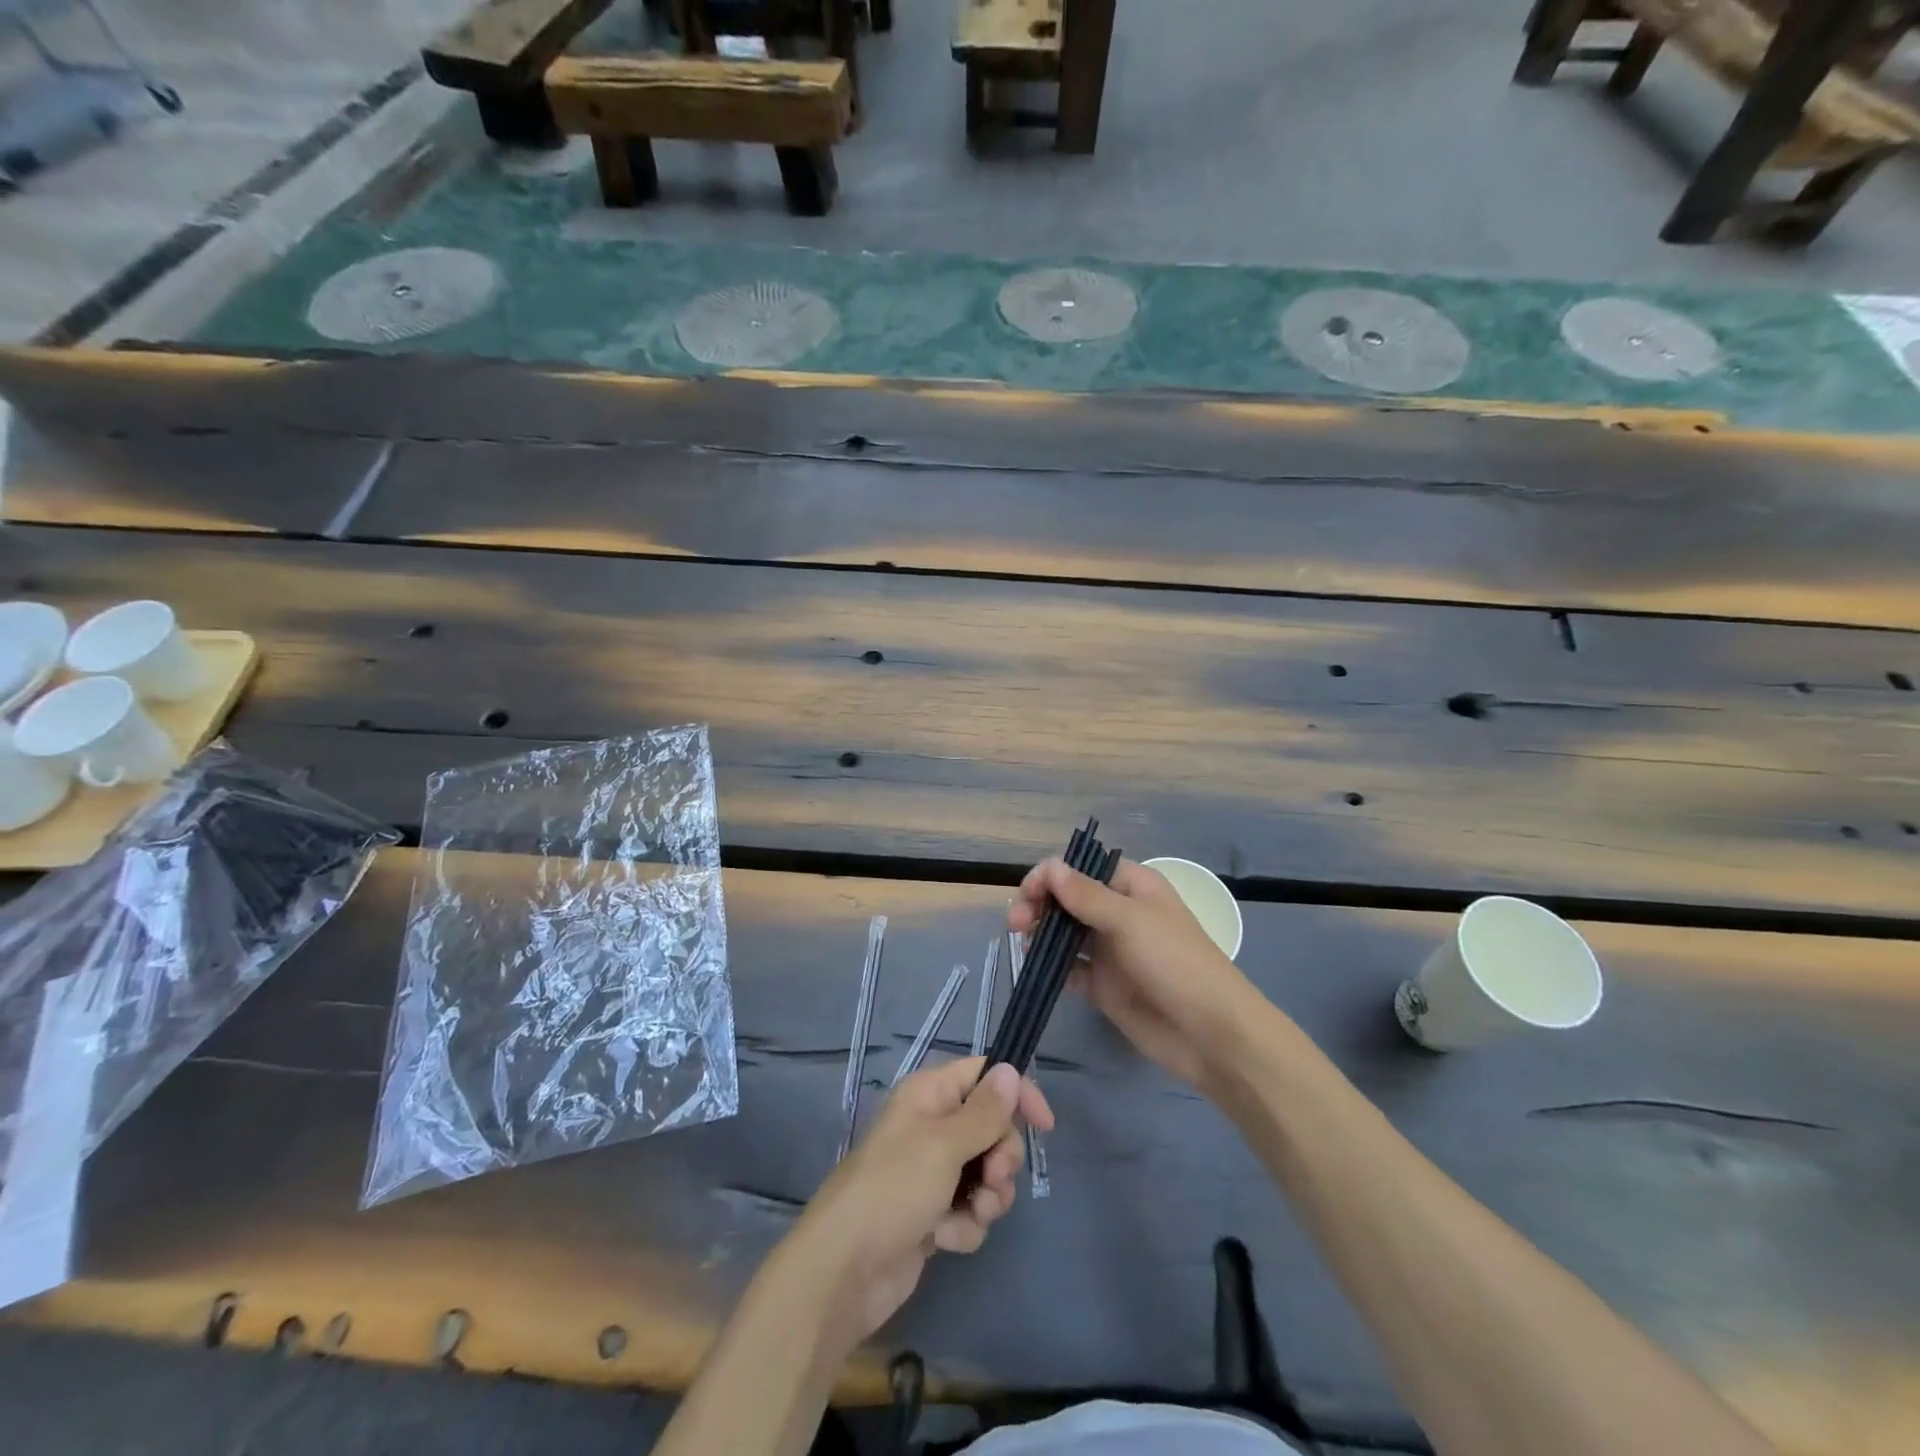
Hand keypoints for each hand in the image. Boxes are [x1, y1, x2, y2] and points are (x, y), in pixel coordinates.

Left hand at [790, 1056, 1052, 1352]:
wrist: (845, 1270)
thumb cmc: (893, 1189)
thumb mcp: (944, 1144)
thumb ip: (983, 1111)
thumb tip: (1009, 1070)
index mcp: (929, 1094)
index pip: (984, 1074)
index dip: (1016, 1093)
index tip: (1045, 1125)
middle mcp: (932, 1125)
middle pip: (992, 1126)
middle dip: (1001, 1156)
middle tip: (993, 1177)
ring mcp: (932, 1172)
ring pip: (986, 1173)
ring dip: (988, 1197)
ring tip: (969, 1214)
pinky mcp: (933, 1213)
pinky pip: (971, 1209)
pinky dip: (965, 1225)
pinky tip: (943, 1238)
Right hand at [1009, 857, 1261, 1089]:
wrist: (1211, 1035)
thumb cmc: (1175, 963)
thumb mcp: (1130, 921)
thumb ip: (1086, 895)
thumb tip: (1050, 868)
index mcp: (1131, 886)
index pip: (1079, 869)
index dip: (1049, 877)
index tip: (1027, 898)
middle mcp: (1118, 913)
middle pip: (1066, 899)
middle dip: (1038, 905)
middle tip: (1016, 924)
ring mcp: (1110, 950)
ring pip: (1063, 933)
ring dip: (1040, 934)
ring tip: (1024, 946)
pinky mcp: (1104, 985)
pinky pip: (1070, 969)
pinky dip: (1052, 967)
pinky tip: (1041, 972)